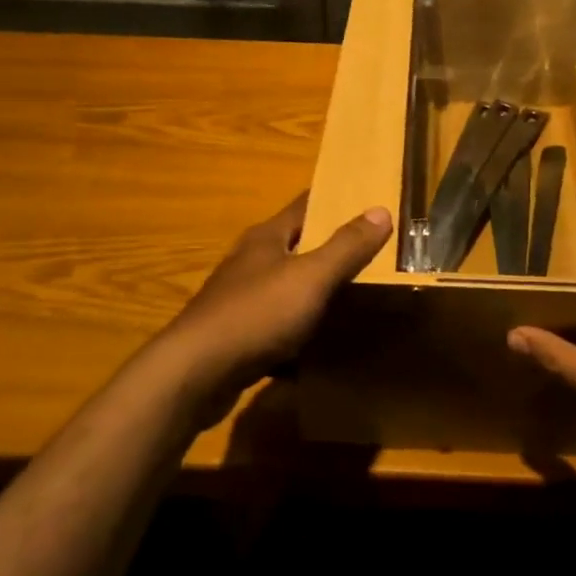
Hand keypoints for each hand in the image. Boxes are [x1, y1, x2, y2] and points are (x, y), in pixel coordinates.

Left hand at [153, 193, 391, 418]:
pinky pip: (277, 325)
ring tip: (354, 299)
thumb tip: (381, 210)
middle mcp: (251, 261)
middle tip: (373, 254)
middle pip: (296, 246)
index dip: (335, 201)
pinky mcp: (237, 335)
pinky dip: (299, 330)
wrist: (195, 374)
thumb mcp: (310, 277)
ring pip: (287, 287)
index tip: (367, 201)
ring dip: (314, 291)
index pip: (305, 205)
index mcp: (267, 238)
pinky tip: (319, 345)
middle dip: (330, 249)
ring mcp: (240, 299)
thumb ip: (346, 247)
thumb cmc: (256, 314)